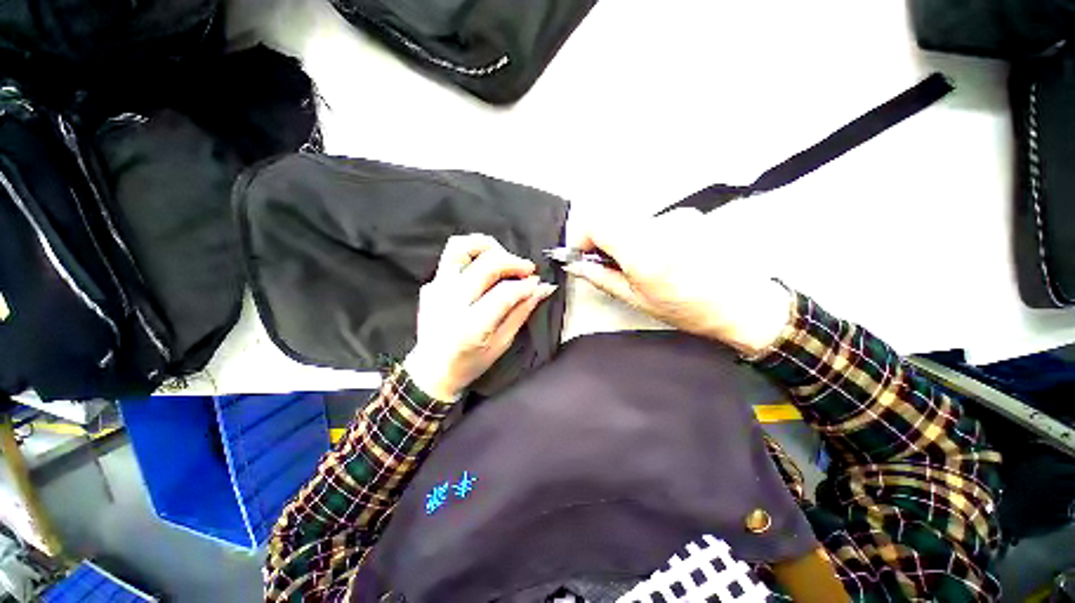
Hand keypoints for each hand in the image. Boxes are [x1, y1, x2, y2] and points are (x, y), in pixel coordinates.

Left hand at [404, 234, 557, 400]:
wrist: (430, 371)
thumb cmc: (469, 363)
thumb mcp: (501, 344)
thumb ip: (521, 312)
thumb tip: (542, 288)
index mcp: (471, 325)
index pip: (504, 292)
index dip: (526, 284)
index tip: (537, 283)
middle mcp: (451, 302)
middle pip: (486, 264)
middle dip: (513, 261)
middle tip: (527, 269)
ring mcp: (436, 289)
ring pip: (461, 247)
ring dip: (487, 246)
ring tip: (503, 257)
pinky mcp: (430, 285)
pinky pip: (452, 259)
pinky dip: (473, 257)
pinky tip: (484, 272)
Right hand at [564, 208, 792, 355]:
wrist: (742, 304)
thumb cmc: (689, 309)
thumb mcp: (636, 299)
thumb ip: (601, 277)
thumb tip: (576, 265)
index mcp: (643, 251)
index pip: (596, 223)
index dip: (582, 237)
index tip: (583, 253)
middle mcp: (659, 226)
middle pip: (613, 220)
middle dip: (604, 241)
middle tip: (612, 264)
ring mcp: (676, 217)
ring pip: (632, 222)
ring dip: (627, 240)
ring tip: (644, 264)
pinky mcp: (688, 215)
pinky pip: (653, 222)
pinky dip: (647, 236)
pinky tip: (664, 256)